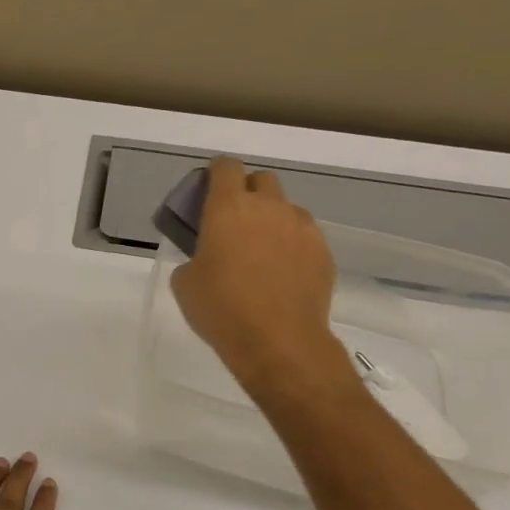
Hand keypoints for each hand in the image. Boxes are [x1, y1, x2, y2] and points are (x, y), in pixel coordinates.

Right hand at [169, 159, 358, 407]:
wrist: (279, 342)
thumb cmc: (221, 308)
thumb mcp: (185, 284)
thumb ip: (194, 258)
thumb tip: (206, 259)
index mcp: (229, 208)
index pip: (226, 168)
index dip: (216, 174)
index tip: (208, 190)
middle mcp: (269, 208)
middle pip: (262, 180)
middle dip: (248, 192)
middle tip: (235, 223)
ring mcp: (302, 228)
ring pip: (286, 209)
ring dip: (273, 220)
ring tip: (262, 252)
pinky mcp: (324, 252)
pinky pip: (305, 237)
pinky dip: (292, 246)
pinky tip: (282, 275)